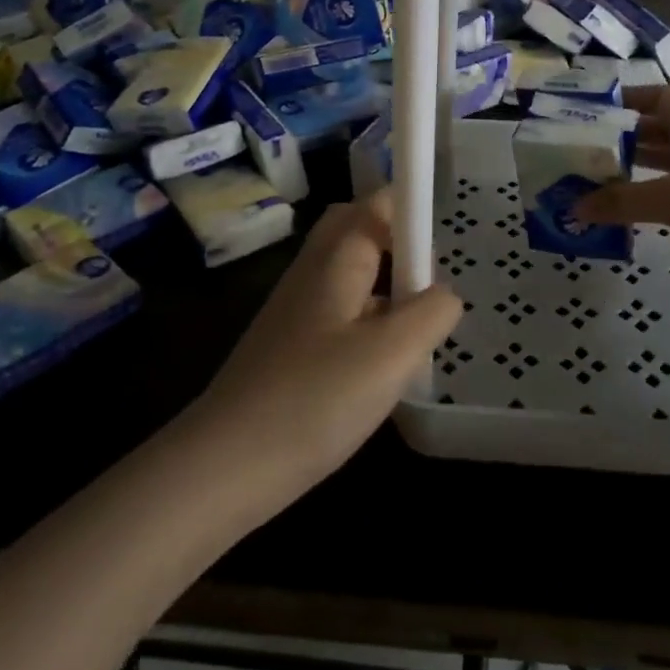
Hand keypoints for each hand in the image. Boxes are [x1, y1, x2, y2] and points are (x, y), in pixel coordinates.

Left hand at [184, 189, 462, 505]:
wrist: (225, 465)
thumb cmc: (315, 399)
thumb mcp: (391, 354)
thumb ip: (430, 312)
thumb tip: (444, 294)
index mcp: (336, 258)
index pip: (377, 204)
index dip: (411, 208)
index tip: (442, 246)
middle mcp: (312, 272)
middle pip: (356, 231)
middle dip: (397, 243)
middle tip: (427, 283)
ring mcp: (296, 310)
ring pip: (348, 275)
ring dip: (384, 286)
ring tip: (415, 329)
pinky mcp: (289, 347)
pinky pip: (338, 313)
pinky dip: (366, 321)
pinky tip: (381, 366)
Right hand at [572, 87, 669, 363]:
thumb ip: (626, 200)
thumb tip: (574, 206)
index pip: (663, 100)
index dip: (631, 97)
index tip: (591, 107)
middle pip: (656, 136)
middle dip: (620, 139)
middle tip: (575, 151)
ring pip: (659, 175)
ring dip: (626, 177)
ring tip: (584, 184)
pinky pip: (666, 210)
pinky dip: (640, 210)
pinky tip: (615, 220)